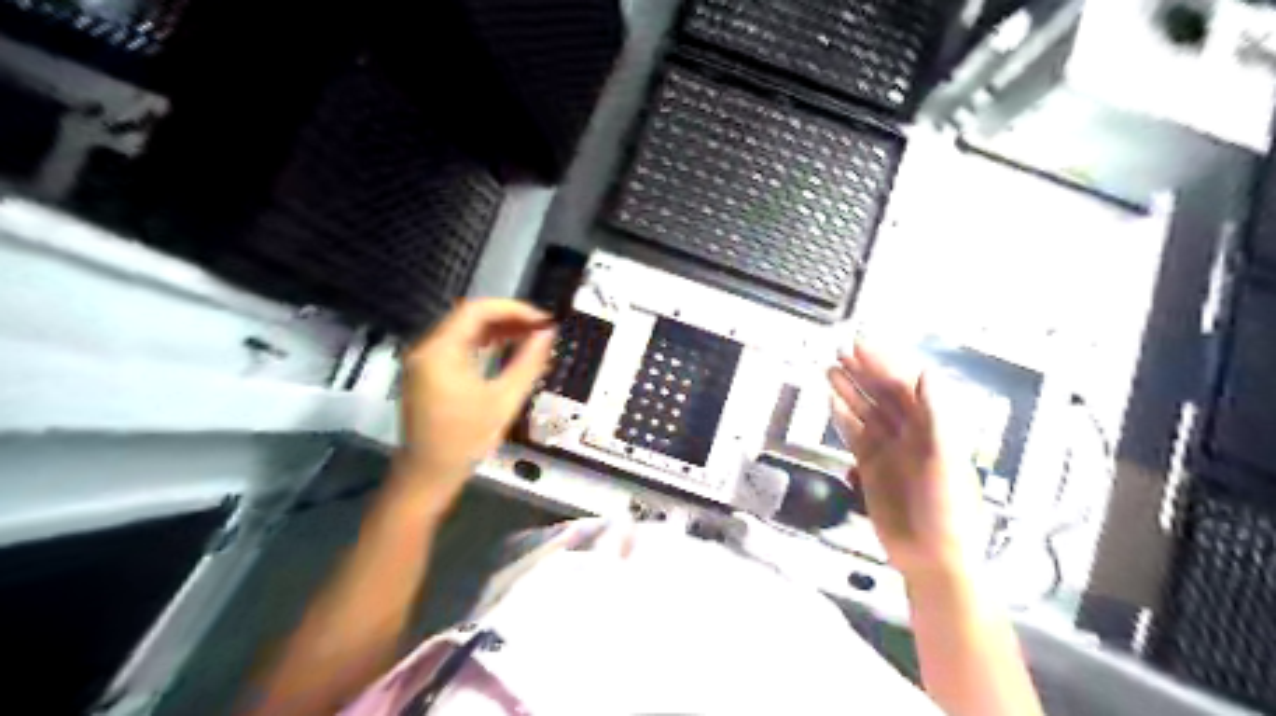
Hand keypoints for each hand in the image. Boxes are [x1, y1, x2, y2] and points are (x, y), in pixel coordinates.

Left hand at [396, 299, 555, 509]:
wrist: (428, 475)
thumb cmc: (466, 440)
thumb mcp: (504, 400)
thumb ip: (528, 362)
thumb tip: (548, 334)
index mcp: (441, 351)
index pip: (478, 310)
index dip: (514, 309)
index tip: (543, 321)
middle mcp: (427, 348)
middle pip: (469, 317)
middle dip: (507, 318)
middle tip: (541, 329)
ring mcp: (423, 360)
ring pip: (463, 330)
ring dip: (497, 329)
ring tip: (530, 336)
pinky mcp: (426, 372)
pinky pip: (456, 345)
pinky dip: (482, 343)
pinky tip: (506, 349)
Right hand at [828, 343, 984, 578]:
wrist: (933, 558)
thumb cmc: (948, 511)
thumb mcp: (948, 461)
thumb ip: (937, 415)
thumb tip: (928, 373)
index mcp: (934, 428)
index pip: (906, 387)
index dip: (884, 364)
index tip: (862, 346)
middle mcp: (911, 434)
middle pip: (883, 395)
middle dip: (863, 372)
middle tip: (840, 351)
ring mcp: (890, 449)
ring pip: (867, 411)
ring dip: (850, 390)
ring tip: (830, 369)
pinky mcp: (872, 467)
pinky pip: (855, 435)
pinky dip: (843, 417)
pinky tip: (832, 402)